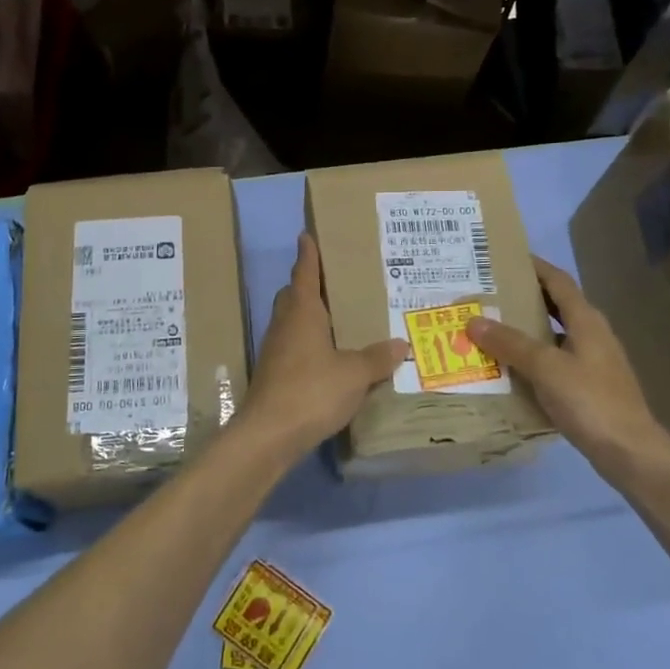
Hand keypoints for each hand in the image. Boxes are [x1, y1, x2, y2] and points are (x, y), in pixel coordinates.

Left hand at [236, 233, 407, 460]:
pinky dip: (309, 342)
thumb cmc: (312, 390)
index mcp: (302, 313)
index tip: (307, 235)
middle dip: (307, 284)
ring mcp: (275, 350)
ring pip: (291, 321)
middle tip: (331, 279)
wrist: (268, 434)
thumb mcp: (354, 374)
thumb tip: (400, 344)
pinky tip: (327, 356)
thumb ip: (376, 358)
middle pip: (293, 295)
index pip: (304, 273)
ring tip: (336, 317)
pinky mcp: (274, 374)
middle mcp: (284, 325)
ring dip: (308, 315)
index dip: (308, 254)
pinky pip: (293, 346)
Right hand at [465, 257, 669, 487]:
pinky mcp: (588, 386)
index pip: (558, 280)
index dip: (534, 266)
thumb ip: (510, 343)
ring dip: (524, 329)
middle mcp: (591, 334)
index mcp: (586, 320)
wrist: (630, 452)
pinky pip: (553, 360)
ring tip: (489, 328)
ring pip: (553, 334)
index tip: (504, 257)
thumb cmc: (591, 401)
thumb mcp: (546, 368)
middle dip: (523, 297)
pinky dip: (531, 357)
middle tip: (486, 294)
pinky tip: (508, 368)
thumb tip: (474, 321)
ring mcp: (592, 361)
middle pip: (554, 305)